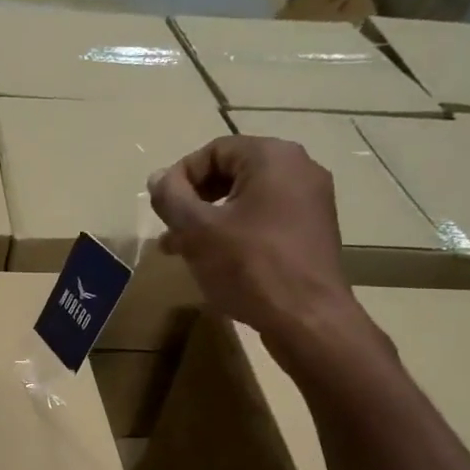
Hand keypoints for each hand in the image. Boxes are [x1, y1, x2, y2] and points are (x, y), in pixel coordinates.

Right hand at [146, 136, 361, 356]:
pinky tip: (215, 261)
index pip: (214, 150)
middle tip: (169, 230)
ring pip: (246, 200)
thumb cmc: (249, 266)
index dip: (180, 177)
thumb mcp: (197, 230)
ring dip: (209, 220)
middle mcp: (299, 170)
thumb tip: (157, 178)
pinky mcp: (312, 232)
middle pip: (231, 173)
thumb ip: (171, 198)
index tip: (161, 208)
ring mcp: (310, 202)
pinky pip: (264, 220)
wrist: (306, 319)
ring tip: (181, 250)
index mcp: (273, 158)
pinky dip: (235, 232)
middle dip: (193, 201)